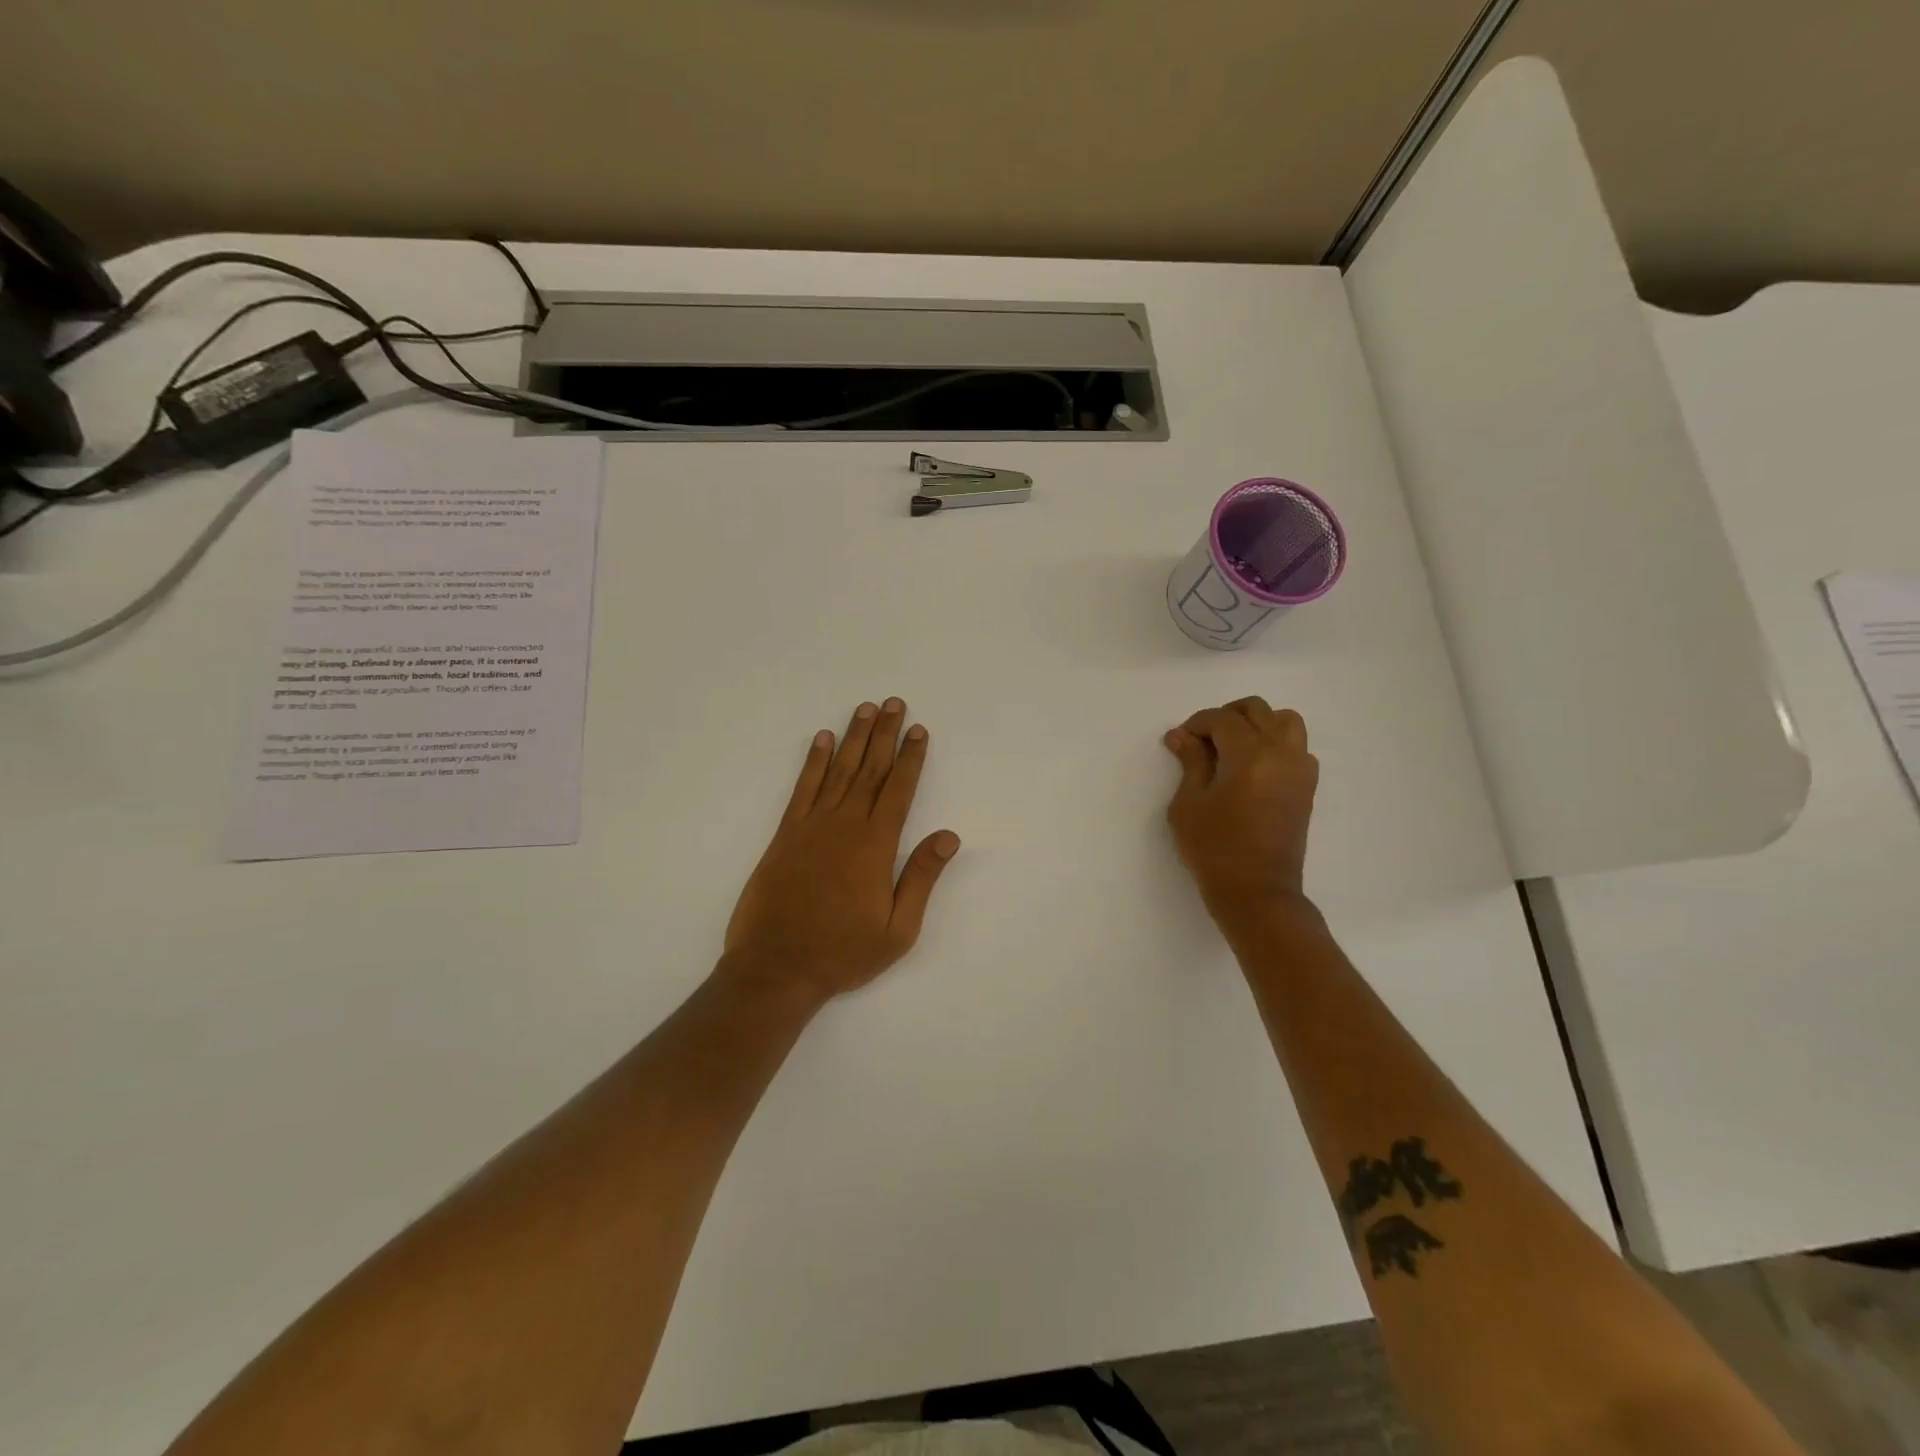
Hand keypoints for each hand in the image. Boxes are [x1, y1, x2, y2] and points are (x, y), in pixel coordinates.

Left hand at [723, 698, 960, 1008]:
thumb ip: (920, 878)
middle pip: (870, 769)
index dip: (910, 758)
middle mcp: (844, 825)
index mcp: (875, 846)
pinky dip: (813, 762)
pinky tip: (821, 740)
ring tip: (865, 709)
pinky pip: (802, 788)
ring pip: (838, 771)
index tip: (918, 730)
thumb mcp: (897, 929)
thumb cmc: (842, 953)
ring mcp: (811, 826)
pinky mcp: (785, 834)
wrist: (776, 968)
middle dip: (884, 735)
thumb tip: (948, 836)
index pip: (898, 790)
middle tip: (894, 703)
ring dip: (853, 738)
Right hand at [1164, 697, 1318, 926]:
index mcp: (1250, 755)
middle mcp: (1281, 753)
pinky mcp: (1307, 786)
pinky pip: (1296, 746)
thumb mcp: (1189, 803)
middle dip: (1226, 717)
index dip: (1197, 724)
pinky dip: (1275, 743)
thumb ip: (1190, 762)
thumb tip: (1181, 735)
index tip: (1180, 741)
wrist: (1257, 891)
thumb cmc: (1214, 849)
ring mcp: (1300, 769)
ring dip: (1257, 724)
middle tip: (1203, 742)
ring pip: (1285, 721)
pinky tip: (1253, 766)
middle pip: (1257, 710)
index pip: (1223, 719)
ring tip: (1232, 747)